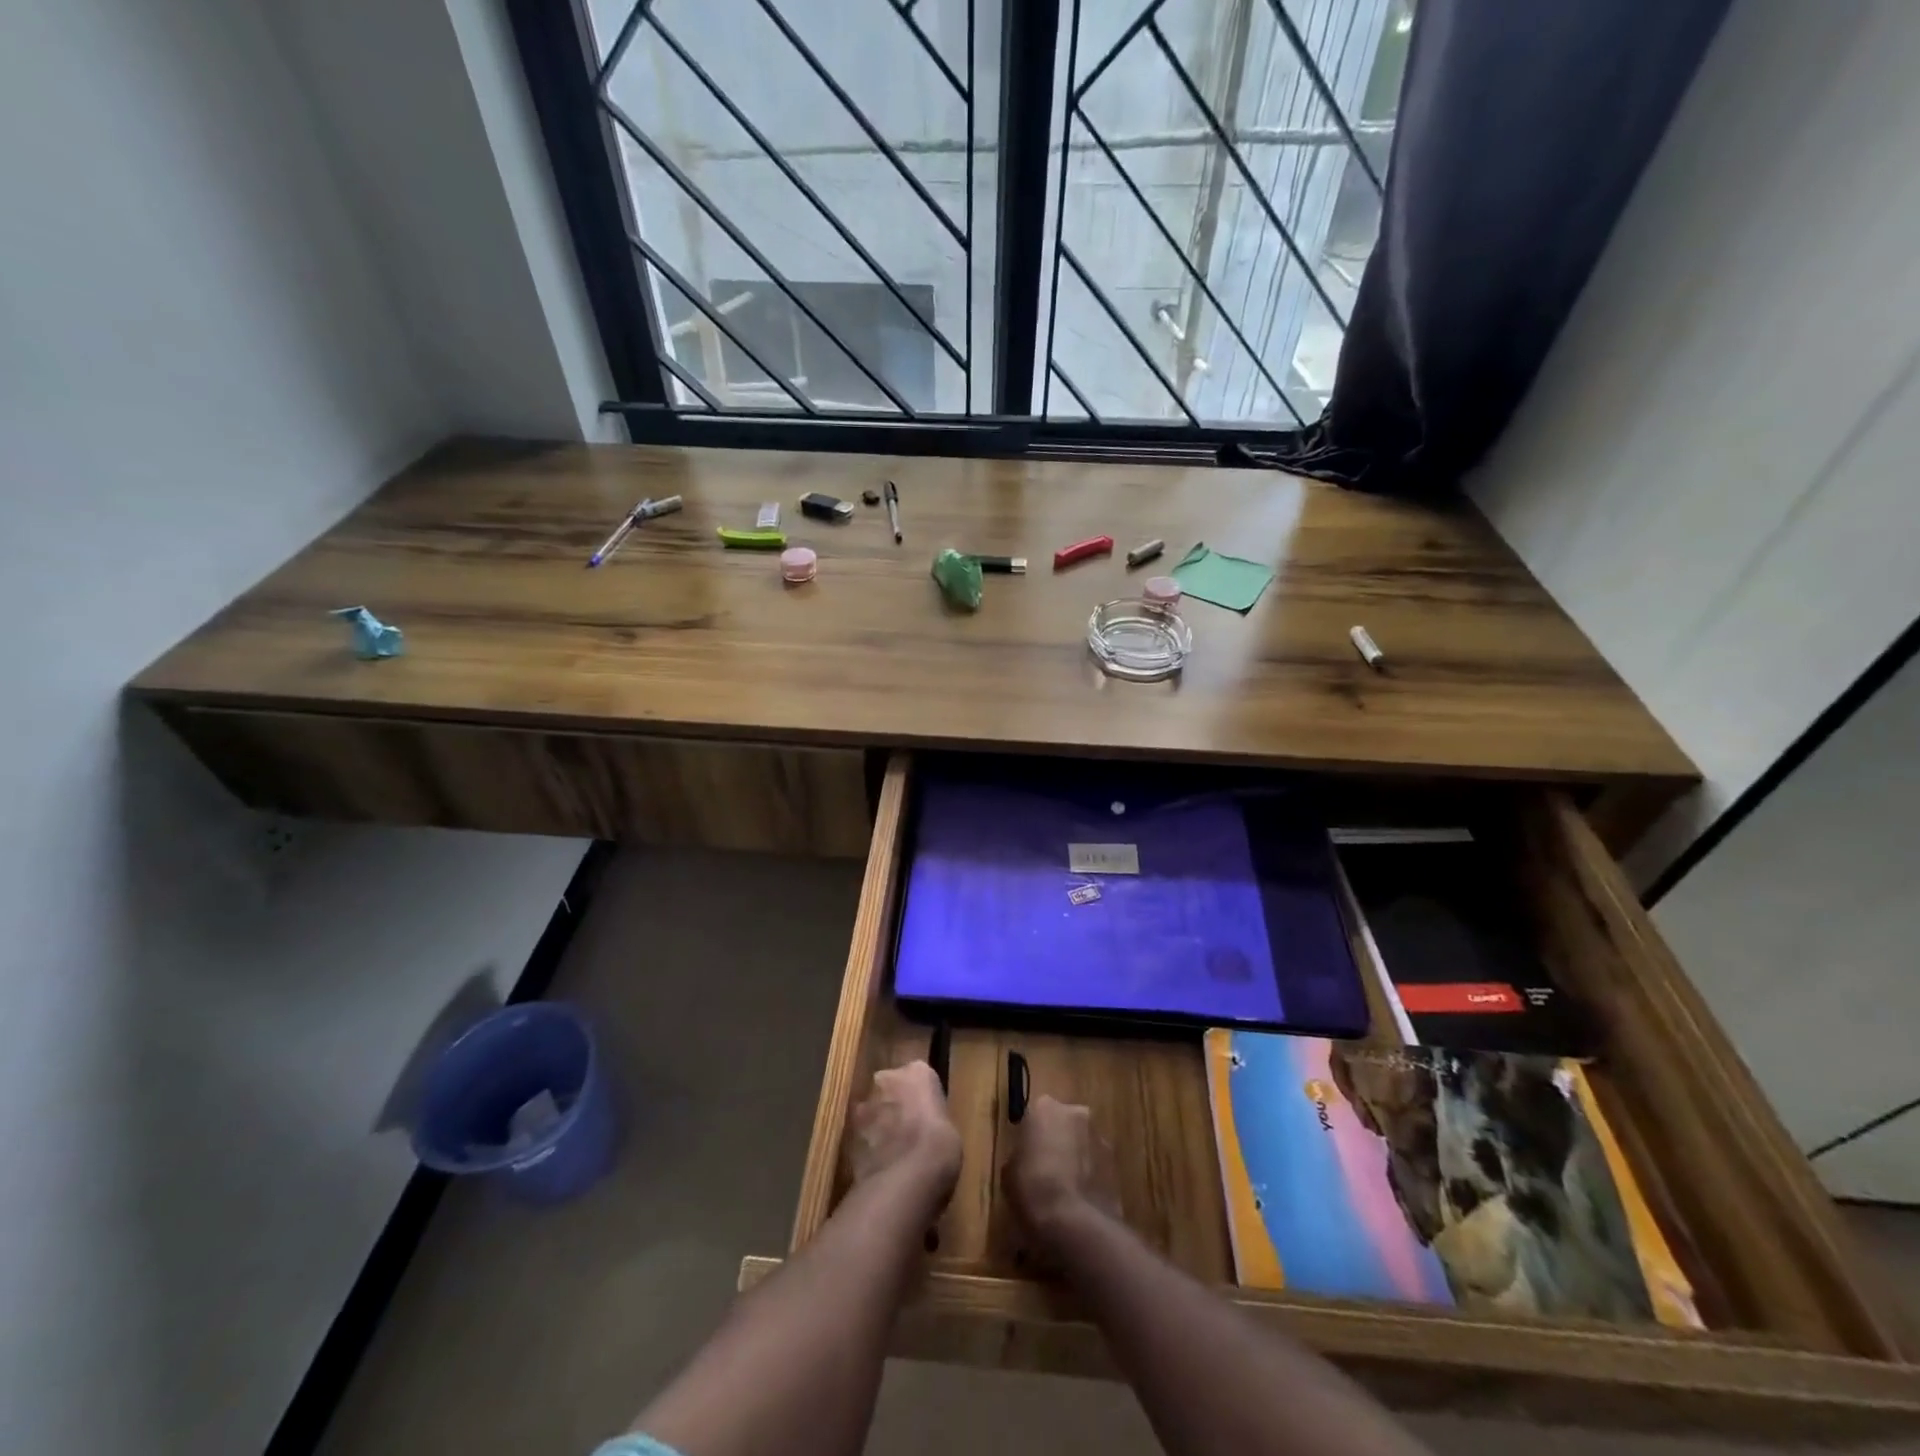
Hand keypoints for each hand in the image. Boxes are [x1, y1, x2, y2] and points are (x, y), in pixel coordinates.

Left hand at [848, 1061, 961, 1207]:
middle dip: (893, 1104)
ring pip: (870, 1110)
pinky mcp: (848, 1134)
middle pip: (888, 1087)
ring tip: (891, 1153)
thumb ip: (931, 1118)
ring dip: (877, 1125)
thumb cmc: (941, 1146)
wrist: (908, 1175)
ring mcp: (864, 1106)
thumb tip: (925, 1130)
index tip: (924, 1114)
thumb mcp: (948, 1128)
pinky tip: (880, 1169)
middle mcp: (887, 1078)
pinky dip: (867, 1148)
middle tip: (905, 1130)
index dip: (919, 1096)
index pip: (917, 1075)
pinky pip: (861, 1137)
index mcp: (918, 1071)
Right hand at [1004, 1095, 1112, 1246]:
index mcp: (1045, 1107)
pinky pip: (1097, 1165)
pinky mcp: (1117, 1164)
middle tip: (1045, 1169)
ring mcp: (1100, 1138)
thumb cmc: (1032, 1188)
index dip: (1030, 1136)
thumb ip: (1020, 1156)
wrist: (1074, 1222)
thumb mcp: (1009, 1172)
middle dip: (1057, 1141)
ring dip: (1076, 1158)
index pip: (1035, 1114)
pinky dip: (1090, 1177)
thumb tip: (1027, 1161)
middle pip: (1064, 1124)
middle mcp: (1076, 1113)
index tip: (1026, 1155)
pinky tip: (1080, 1201)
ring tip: (1065, 1190)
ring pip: (1083, 1143)